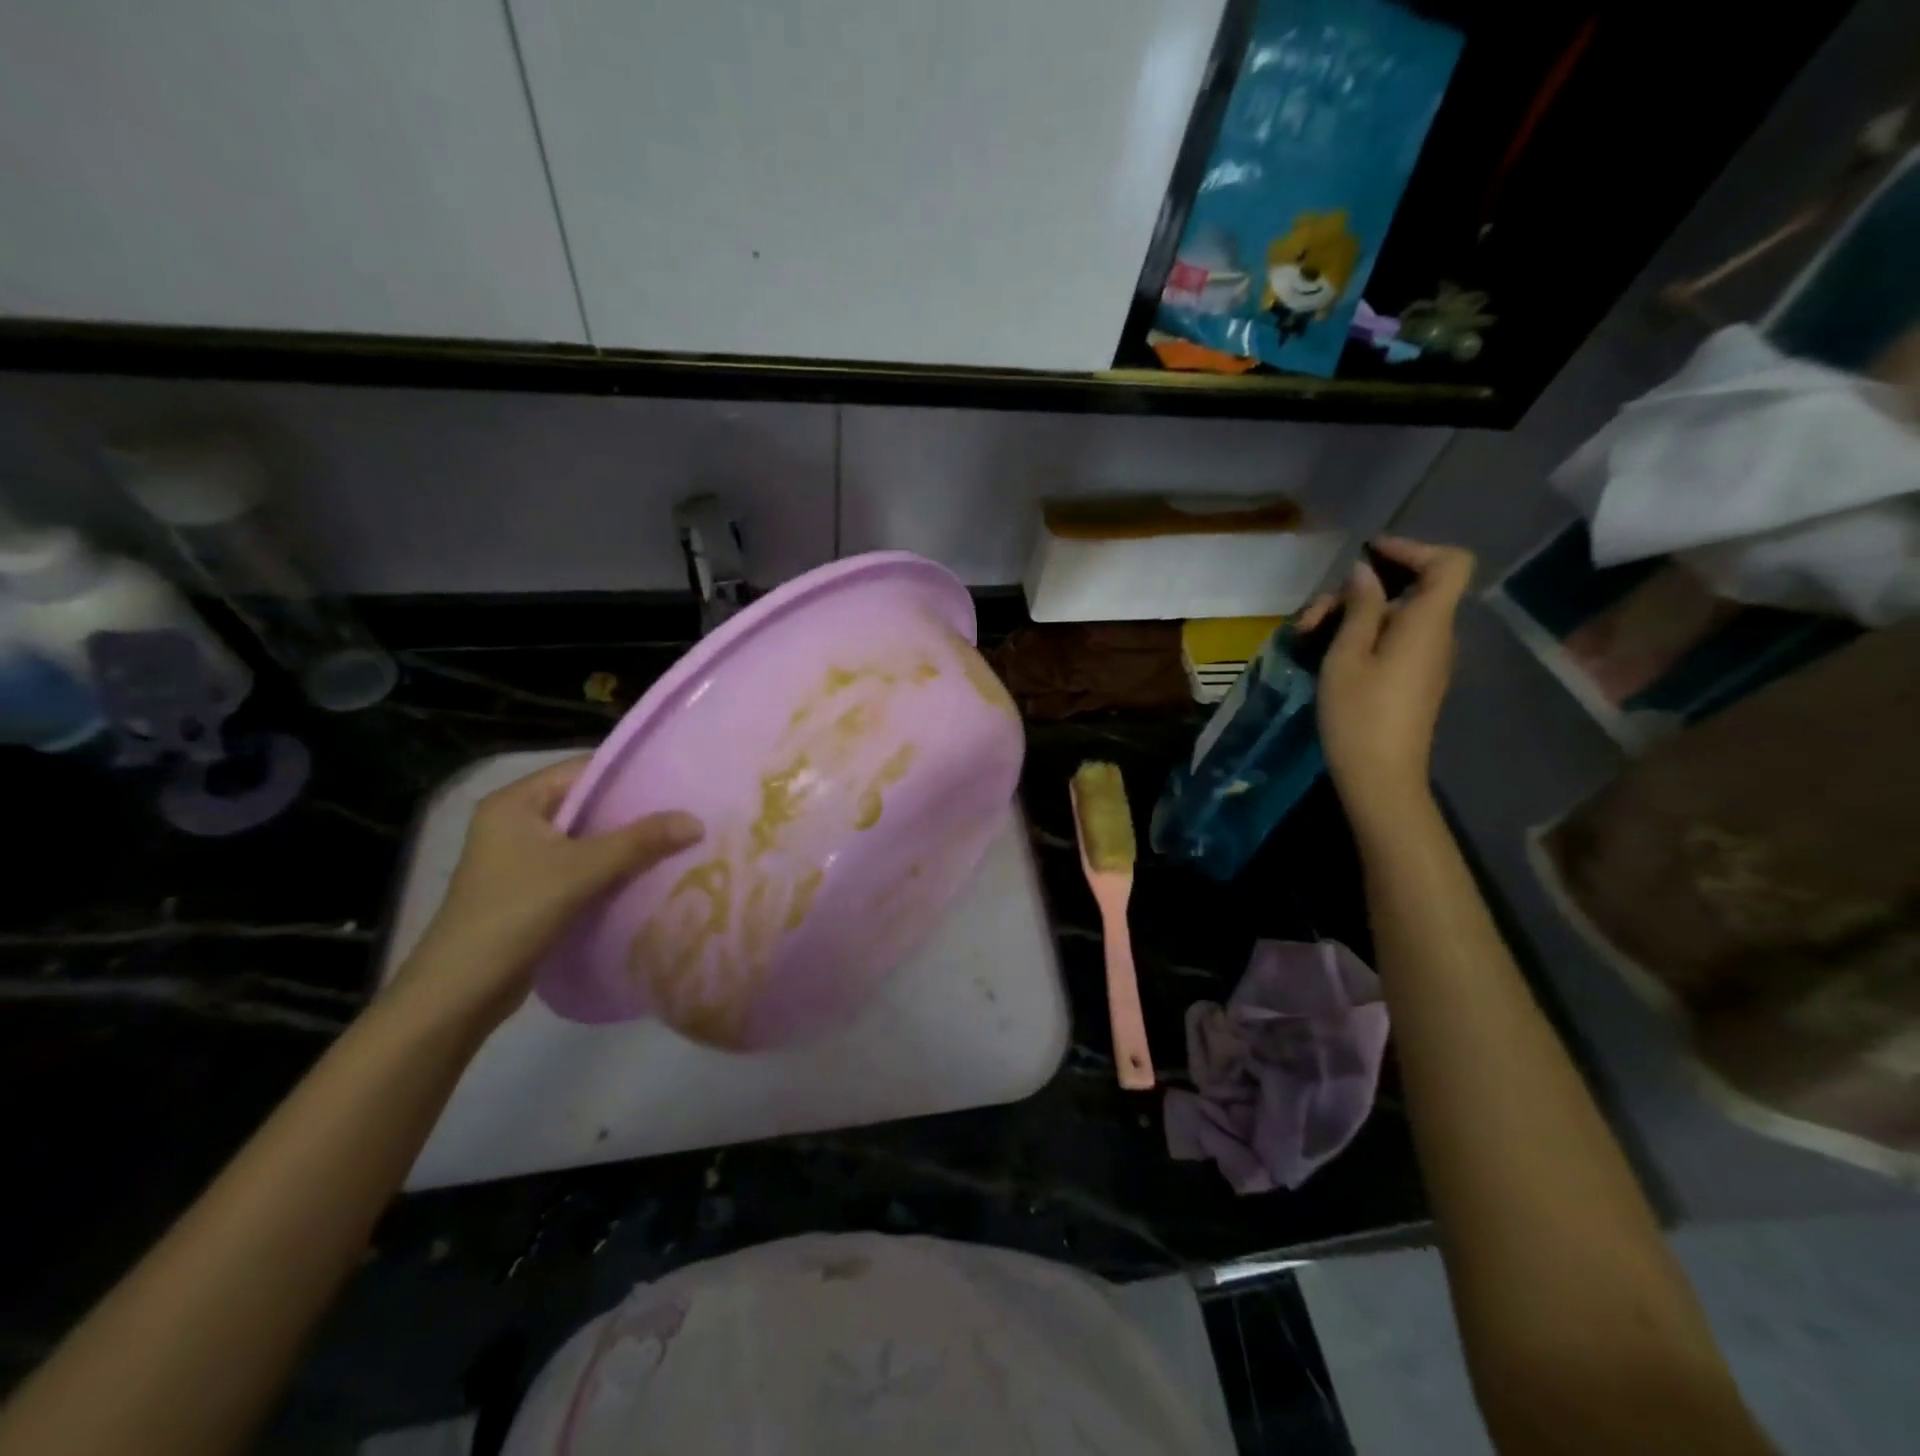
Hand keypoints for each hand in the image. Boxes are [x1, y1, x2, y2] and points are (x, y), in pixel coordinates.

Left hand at [389, 757, 703, 1032]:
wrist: (460, 991)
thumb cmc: (515, 912)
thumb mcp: (583, 869)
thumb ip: (641, 841)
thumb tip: (697, 820)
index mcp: (514, 802)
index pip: (582, 771)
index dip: (629, 775)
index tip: (676, 783)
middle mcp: (514, 822)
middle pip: (586, 805)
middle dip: (632, 813)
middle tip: (684, 814)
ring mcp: (518, 859)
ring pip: (584, 840)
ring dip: (624, 844)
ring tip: (676, 842)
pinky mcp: (528, 890)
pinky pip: (578, 867)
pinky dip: (609, 870)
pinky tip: (646, 876)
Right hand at [1309, 537, 1474, 830]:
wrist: (1380, 777)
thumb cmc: (1359, 714)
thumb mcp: (1347, 656)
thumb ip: (1360, 608)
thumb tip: (1365, 572)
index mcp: (1426, 623)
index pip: (1449, 563)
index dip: (1413, 548)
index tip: (1368, 554)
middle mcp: (1435, 635)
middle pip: (1409, 589)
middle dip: (1357, 591)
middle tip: (1310, 616)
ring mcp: (1425, 659)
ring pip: (1393, 615)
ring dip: (1350, 616)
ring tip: (1305, 636)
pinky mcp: (1411, 679)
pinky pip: (1391, 639)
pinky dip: (1360, 636)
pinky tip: (1323, 653)